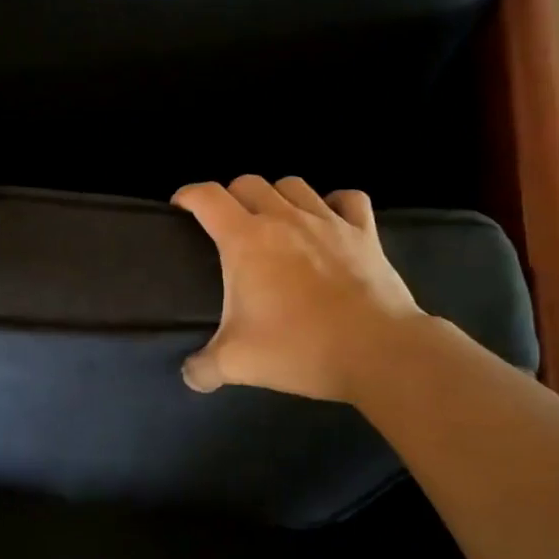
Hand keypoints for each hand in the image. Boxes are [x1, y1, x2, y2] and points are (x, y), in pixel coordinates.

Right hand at [171, 175, 422, 401]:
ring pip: (293, 184)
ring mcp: (328, 220)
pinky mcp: (365, 232)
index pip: (207, 197)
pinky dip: (333, 203)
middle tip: (226, 224)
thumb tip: (190, 375)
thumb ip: (203, 368)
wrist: (379, 351)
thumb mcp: (237, 364)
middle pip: (248, 183)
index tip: (180, 207)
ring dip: (276, 196)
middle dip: (230, 196)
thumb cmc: (300, 348)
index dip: (187, 195)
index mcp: (246, 240)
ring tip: (274, 220)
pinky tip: (328, 220)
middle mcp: (284, 218)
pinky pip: (348, 199)